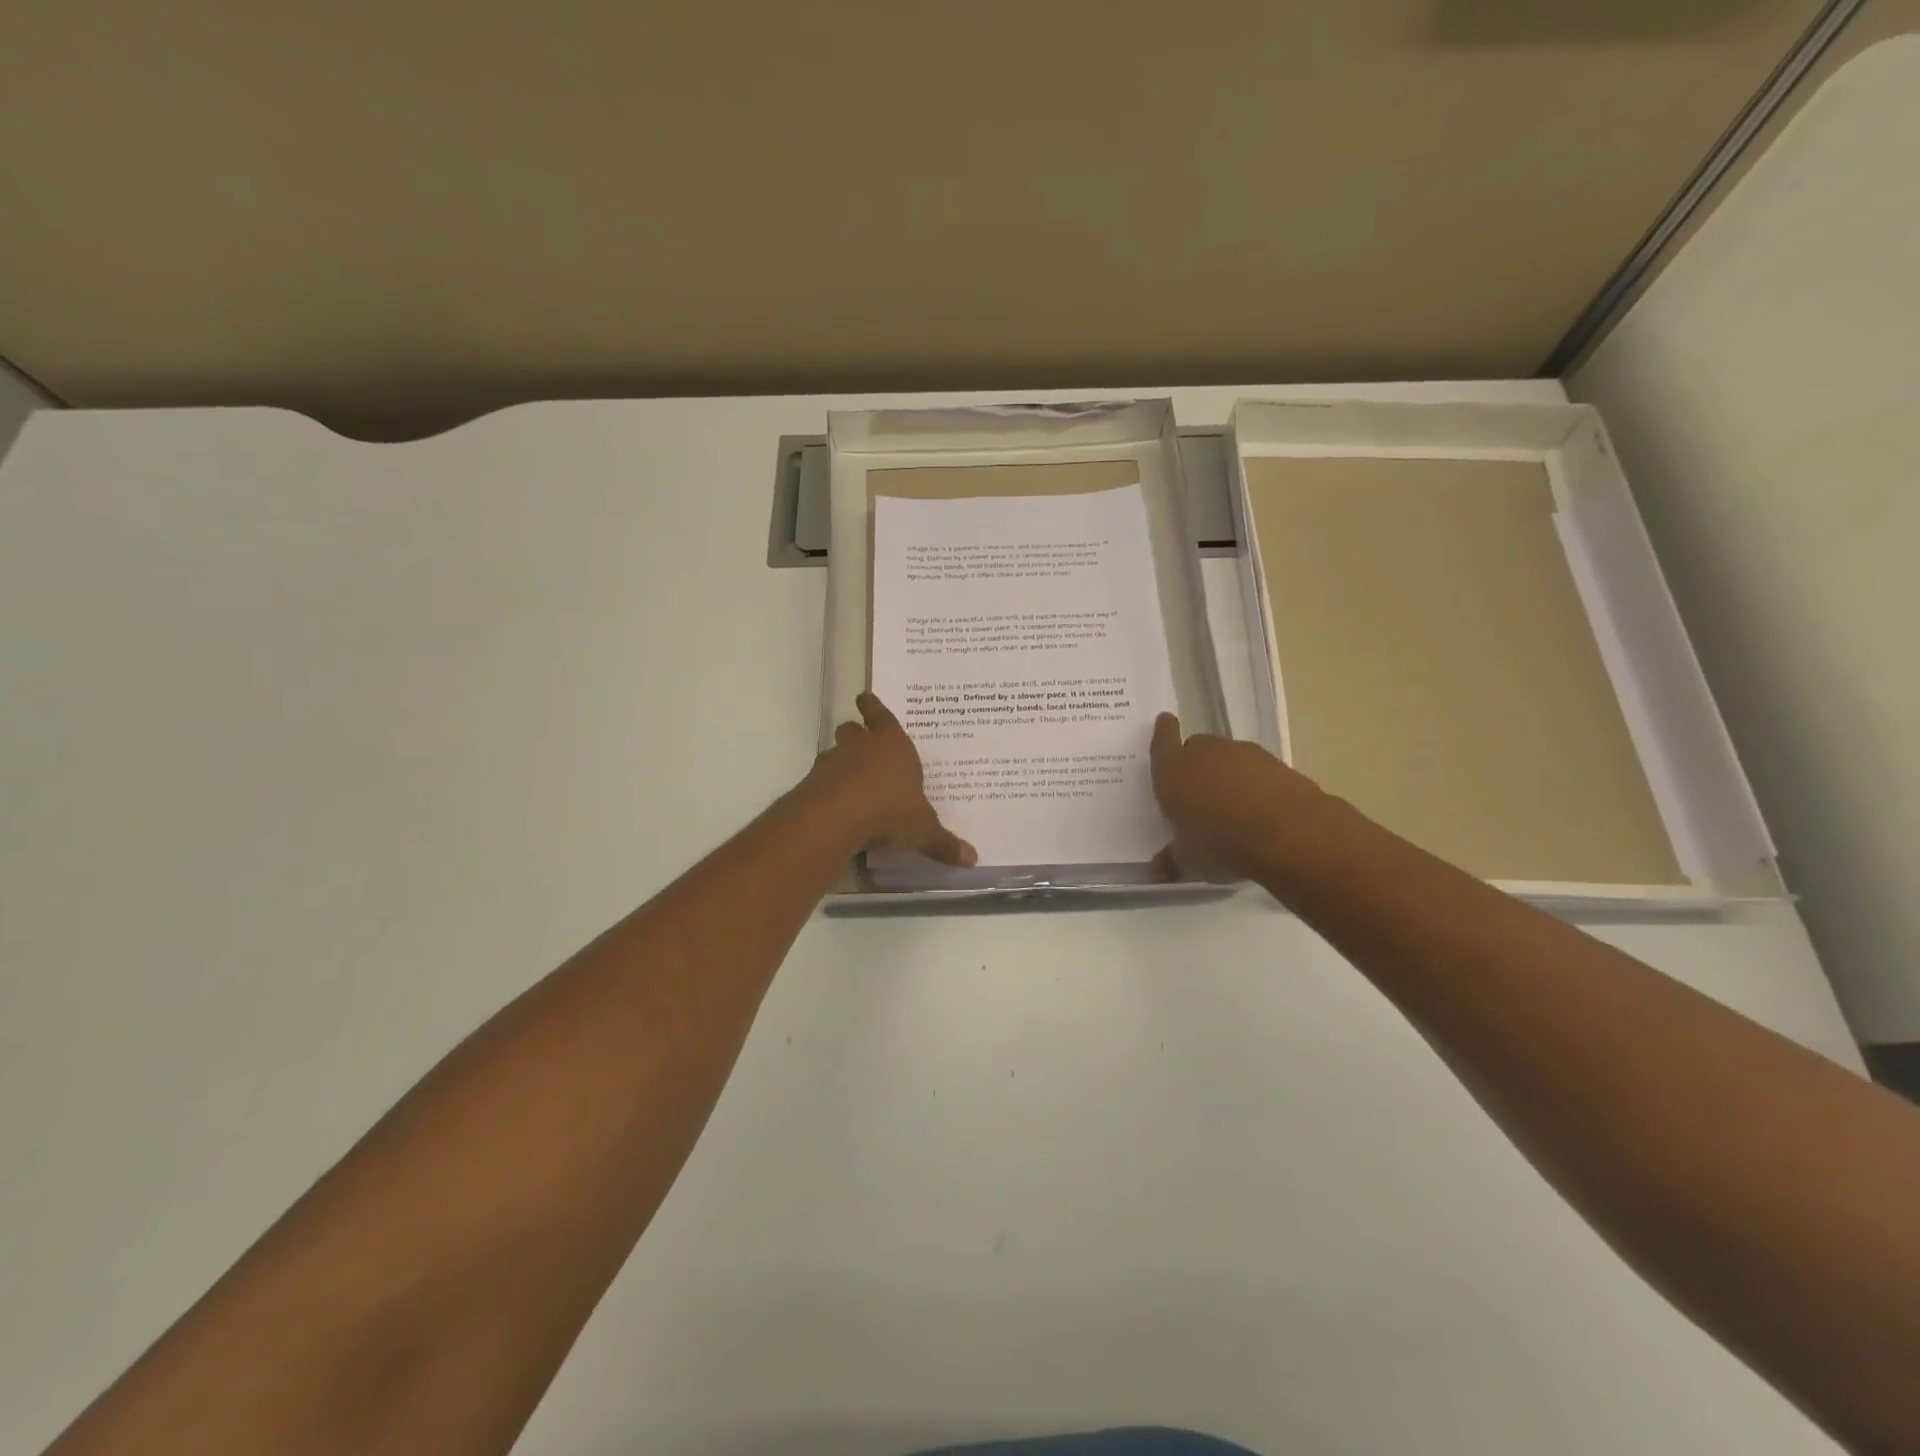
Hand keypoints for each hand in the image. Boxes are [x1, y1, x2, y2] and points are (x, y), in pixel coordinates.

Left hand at [804, 693, 976, 864]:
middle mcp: (861, 746)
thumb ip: (944, 843)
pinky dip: (828, 787)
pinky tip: (837, 804)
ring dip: (841, 761)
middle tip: (861, 740)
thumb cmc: (889, 811)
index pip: (881, 715)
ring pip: (835, 752)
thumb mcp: (922, 830)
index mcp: (892, 744)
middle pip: (853, 730)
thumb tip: (973, 859)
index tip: (863, 697)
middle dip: (856, 733)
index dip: (873, 706)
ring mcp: (833, 762)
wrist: (835, 818)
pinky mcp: (813, 783)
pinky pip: (822, 779)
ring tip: (850, 779)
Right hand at [1149, 713, 1329, 882]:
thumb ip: (1172, 859)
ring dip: (1226, 773)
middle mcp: (1204, 753)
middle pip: (1196, 747)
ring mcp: (1243, 754)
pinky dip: (1254, 783)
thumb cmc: (1220, 843)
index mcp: (1172, 770)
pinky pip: (1256, 769)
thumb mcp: (1189, 859)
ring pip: (1227, 757)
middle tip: (1196, 790)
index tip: (1165, 722)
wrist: (1288, 833)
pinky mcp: (1276, 762)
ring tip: (1231, 806)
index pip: (1162, 741)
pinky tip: (1260, 809)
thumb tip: (1158, 868)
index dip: (1163, 732)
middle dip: (1195, 763)